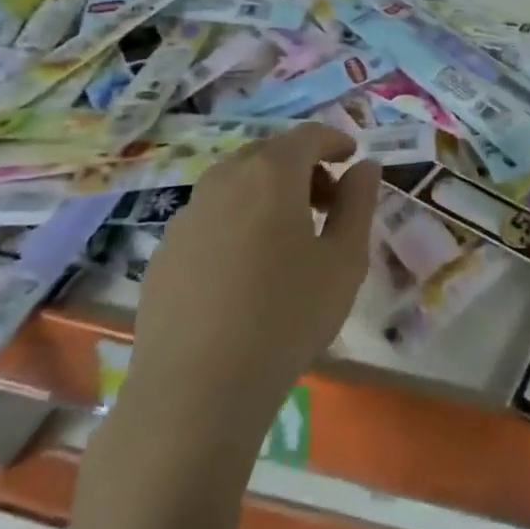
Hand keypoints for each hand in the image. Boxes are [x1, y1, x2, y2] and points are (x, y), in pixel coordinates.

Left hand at [127, 124, 379, 422]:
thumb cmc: (286, 317)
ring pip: (235, 183)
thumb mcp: (344, 260)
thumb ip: (358, 203)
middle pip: (268, 153)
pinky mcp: (164, 252)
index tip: (352, 159)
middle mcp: (224, 181)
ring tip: (288, 236)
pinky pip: (210, 216)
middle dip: (302, 166)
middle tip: (327, 202)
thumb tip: (364, 167)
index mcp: (271, 174)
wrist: (194, 393)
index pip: (308, 135)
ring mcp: (186, 216)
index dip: (334, 140)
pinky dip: (237, 220)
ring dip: (267, 192)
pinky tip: (246, 269)